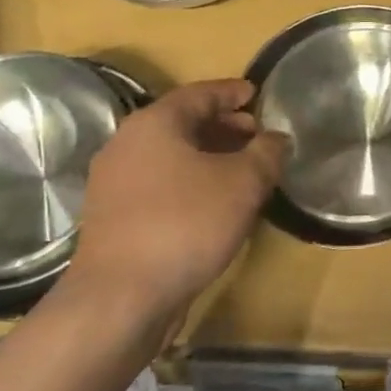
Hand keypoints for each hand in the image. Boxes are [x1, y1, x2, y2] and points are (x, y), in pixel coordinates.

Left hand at [69, 79, 287, 324]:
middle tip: (257, 135)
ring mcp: (114, 182)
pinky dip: (189, 181)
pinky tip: (215, 203)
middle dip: (223, 126)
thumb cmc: (186, 224)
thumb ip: (266, 153)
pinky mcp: (114, 217)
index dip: (232, 93)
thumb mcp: (243, 183)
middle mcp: (127, 144)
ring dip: (208, 156)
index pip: (199, 94)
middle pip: (182, 123)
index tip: (257, 94)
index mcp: (154, 124)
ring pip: (170, 156)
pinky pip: (159, 183)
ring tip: (243, 170)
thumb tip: (277, 139)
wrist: (121, 297)